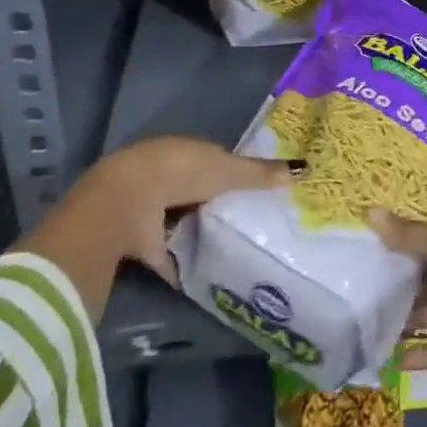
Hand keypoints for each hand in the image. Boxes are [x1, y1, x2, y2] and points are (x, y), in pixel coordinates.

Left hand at [27, 137, 299, 309]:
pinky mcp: (137, 241)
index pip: (213, 159)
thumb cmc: (180, 173)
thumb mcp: (227, 171)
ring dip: (196, 230)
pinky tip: (201, 276)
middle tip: (247, 221)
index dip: (232, 173)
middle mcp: (164, 174)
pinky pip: (165, 253)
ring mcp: (147, 208)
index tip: (254, 190)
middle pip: (196, 189)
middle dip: (215, 203)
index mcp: (184, 150)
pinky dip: (179, 263)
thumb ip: (260, 174)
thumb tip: (302, 169)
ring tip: (229, 248)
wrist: (124, 204)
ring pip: (179, 218)